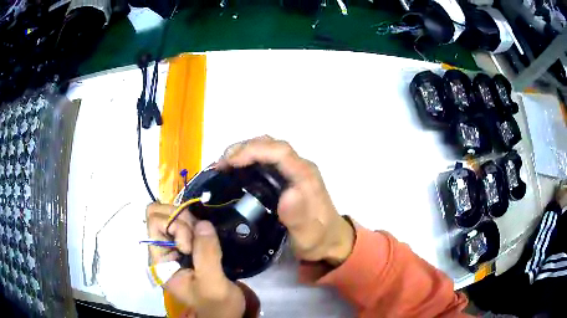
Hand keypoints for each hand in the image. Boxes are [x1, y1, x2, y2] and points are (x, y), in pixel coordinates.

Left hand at [146, 203, 244, 317]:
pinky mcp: (187, 246)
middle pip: (159, 214)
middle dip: (182, 219)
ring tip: (206, 238)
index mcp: (160, 262)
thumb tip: (203, 223)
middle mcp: (163, 250)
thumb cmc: (216, 303)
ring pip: (173, 215)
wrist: (225, 313)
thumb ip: (206, 254)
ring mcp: (174, 247)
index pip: (154, 223)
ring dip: (191, 221)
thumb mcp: (211, 282)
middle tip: (199, 236)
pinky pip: (186, 223)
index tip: (190, 247)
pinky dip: (197, 224)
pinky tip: (206, 236)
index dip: (174, 227)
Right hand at [218, 136, 354, 265]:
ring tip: (224, 166)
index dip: (253, 150)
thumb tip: (287, 193)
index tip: (229, 162)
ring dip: (245, 152)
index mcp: (305, 175)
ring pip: (267, 149)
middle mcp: (300, 167)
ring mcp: (294, 170)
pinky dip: (248, 160)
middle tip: (221, 165)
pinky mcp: (288, 177)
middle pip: (271, 145)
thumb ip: (298, 216)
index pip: (279, 151)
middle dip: (244, 149)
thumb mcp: (308, 234)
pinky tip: (236, 172)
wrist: (330, 241)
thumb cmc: (318, 238)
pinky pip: (266, 159)